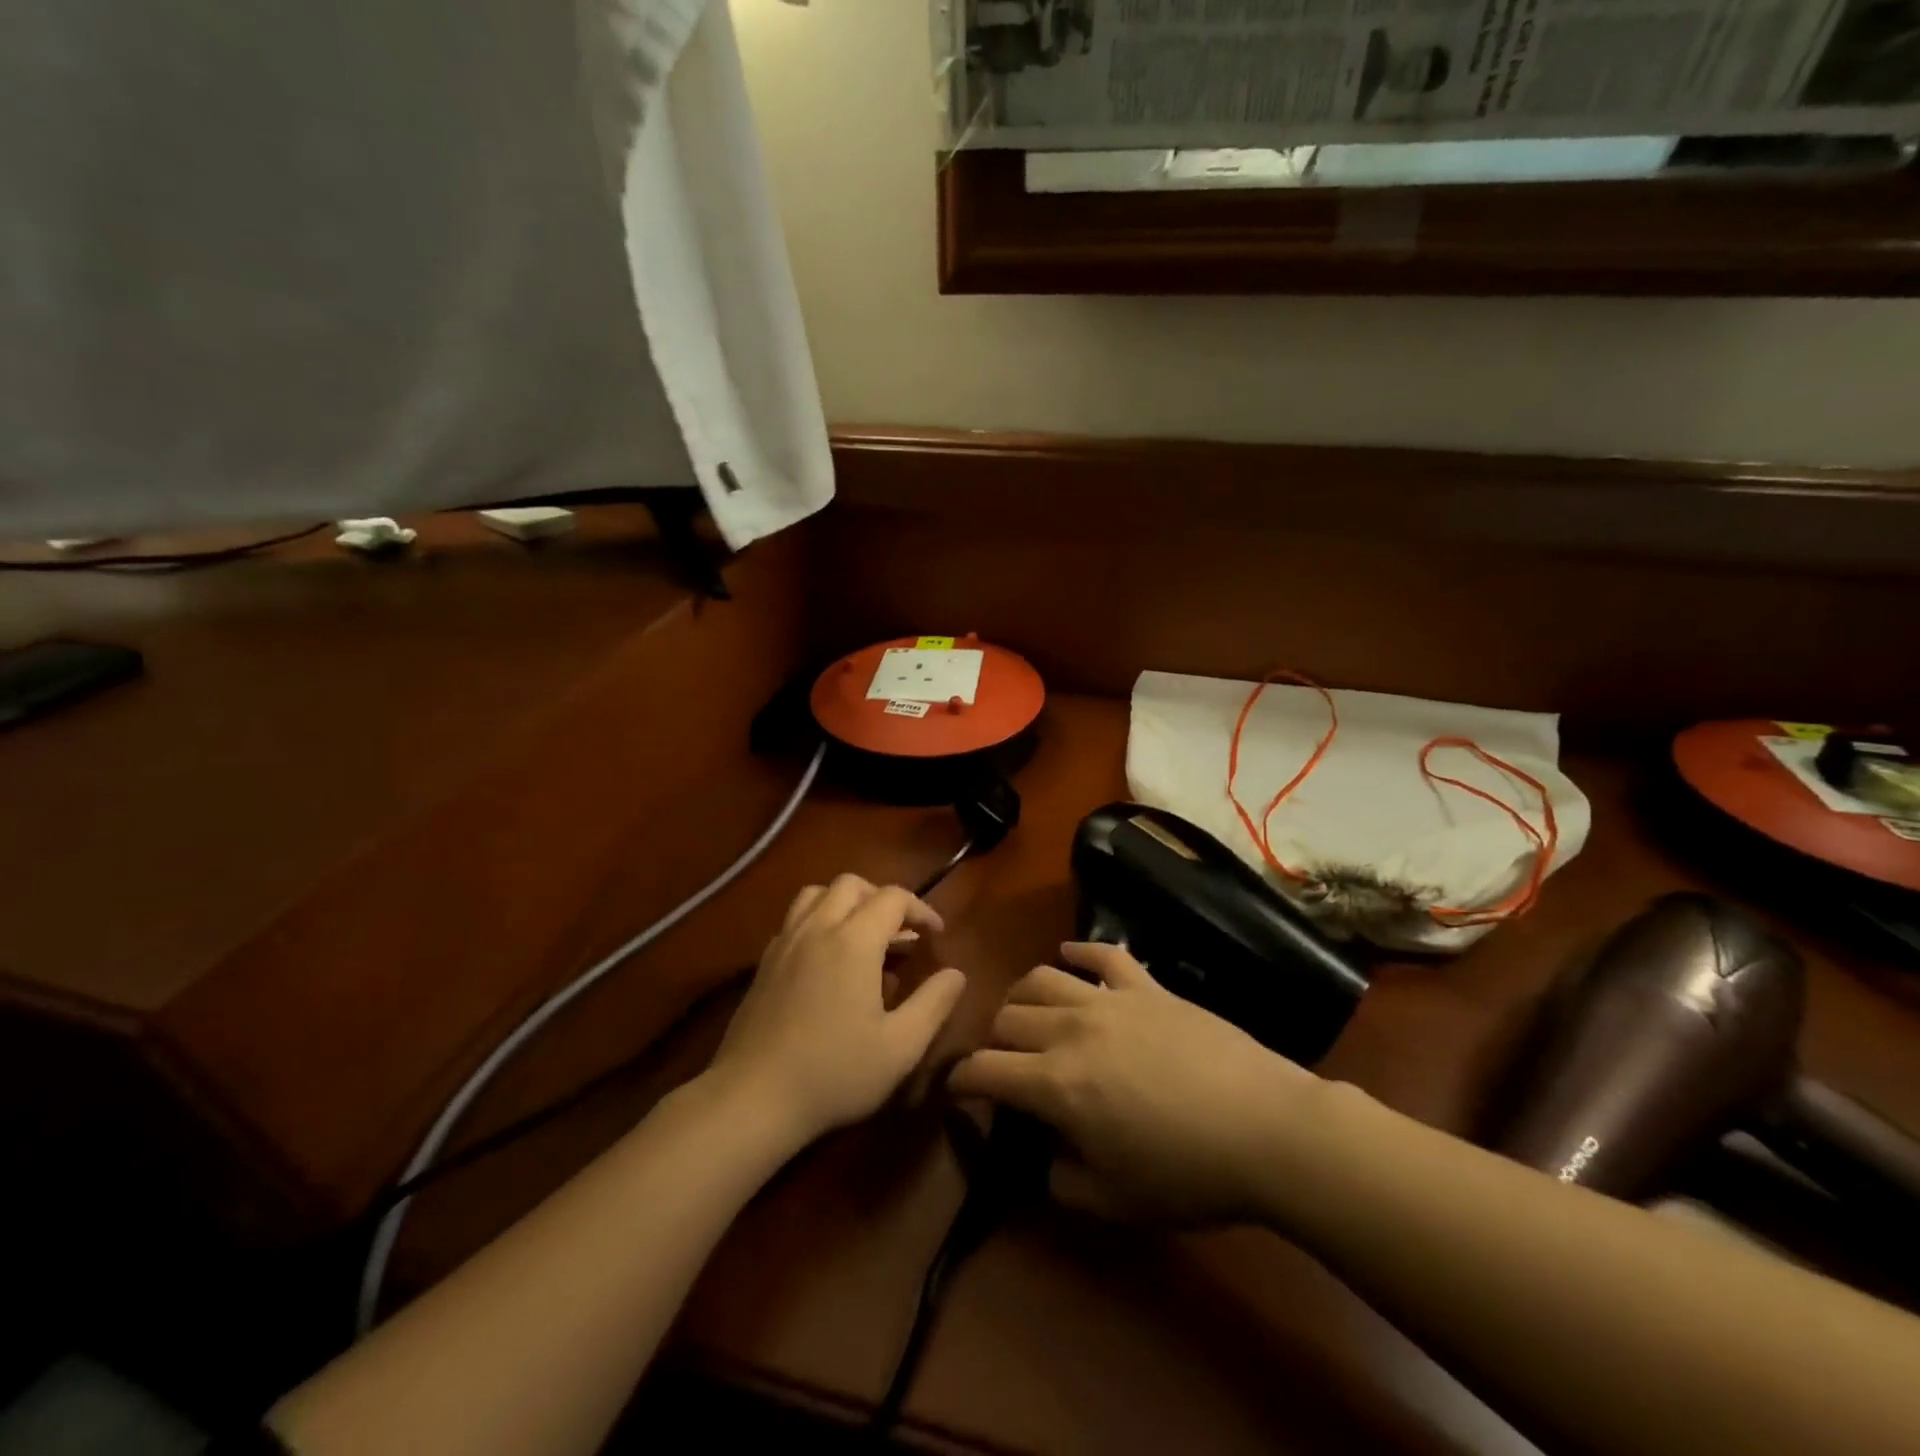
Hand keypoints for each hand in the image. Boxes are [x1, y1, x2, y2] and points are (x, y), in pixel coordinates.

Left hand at [709, 874, 966, 1145]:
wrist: (752, 1098)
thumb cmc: (835, 1072)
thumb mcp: (901, 1047)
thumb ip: (933, 1004)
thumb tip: (956, 974)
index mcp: (853, 940)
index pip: (893, 897)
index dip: (921, 909)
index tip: (936, 934)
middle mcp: (817, 928)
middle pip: (851, 884)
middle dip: (882, 898)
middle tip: (901, 933)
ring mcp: (785, 943)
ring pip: (816, 894)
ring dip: (845, 903)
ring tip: (863, 936)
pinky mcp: (763, 964)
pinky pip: (794, 921)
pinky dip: (818, 922)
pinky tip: (827, 961)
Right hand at [948, 943, 1313, 1224]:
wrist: (1266, 1128)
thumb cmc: (1188, 1174)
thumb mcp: (1114, 1201)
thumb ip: (1061, 1181)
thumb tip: (1044, 1157)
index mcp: (1055, 1085)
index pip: (984, 1070)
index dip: (962, 1081)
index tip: (960, 1091)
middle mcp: (1070, 1030)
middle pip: (1007, 1017)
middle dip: (993, 1040)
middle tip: (1006, 1062)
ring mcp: (1110, 1001)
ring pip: (1042, 977)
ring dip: (1023, 995)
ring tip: (1028, 1012)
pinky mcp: (1147, 986)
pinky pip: (1104, 955)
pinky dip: (1080, 951)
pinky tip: (1071, 955)